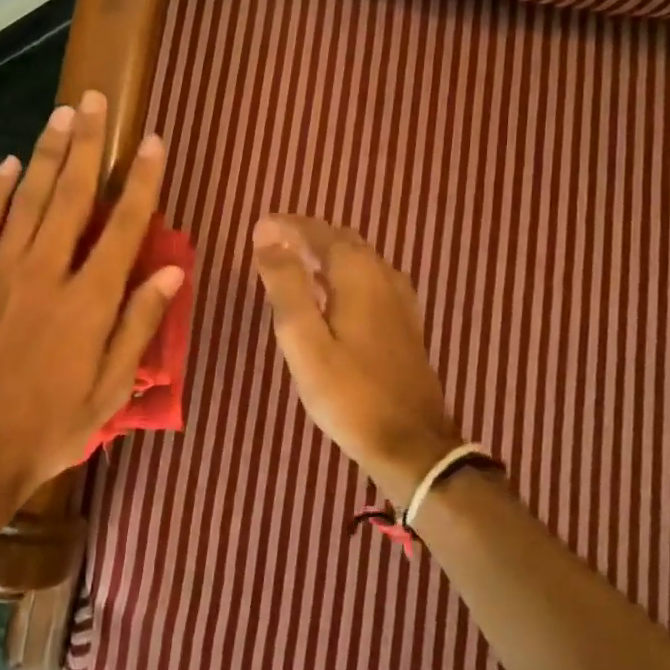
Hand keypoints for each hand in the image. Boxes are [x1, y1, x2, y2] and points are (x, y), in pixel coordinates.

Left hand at [0, 90, 182, 567]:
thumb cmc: (45, 431)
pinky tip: (10, 163)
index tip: (154, 142)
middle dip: (89, 143)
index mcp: (88, 301)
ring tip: (64, 114)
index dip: (143, 181)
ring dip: (48, 152)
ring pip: (29, 197)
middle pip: (73, 194)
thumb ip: (138, 327)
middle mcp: (45, 271)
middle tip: (97, 101)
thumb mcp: (108, 392)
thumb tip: (172, 274)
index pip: (124, 226)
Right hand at [251, 214, 462, 504]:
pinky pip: (369, 278)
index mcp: (358, 274)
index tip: (258, 227)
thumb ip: (286, 287)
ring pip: (357, 258)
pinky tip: (330, 292)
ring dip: (324, 252)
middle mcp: (383, 275)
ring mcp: (399, 299)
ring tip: (293, 260)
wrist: (411, 443)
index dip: (286, 226)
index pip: (317, 233)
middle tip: (271, 240)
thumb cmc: (349, 393)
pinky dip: (342, 272)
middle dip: (305, 234)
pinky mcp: (404, 321)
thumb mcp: (304, 341)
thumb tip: (268, 239)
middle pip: (341, 240)